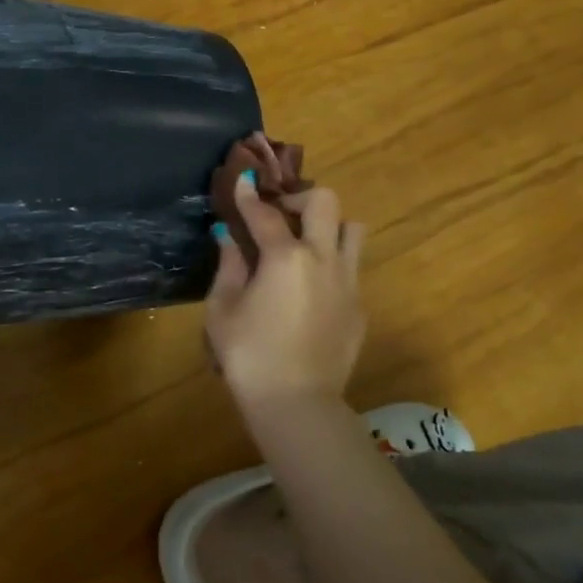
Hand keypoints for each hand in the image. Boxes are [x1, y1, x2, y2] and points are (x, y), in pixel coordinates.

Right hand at [206, 175, 365, 409]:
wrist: (298, 404)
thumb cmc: (250, 356)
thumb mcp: (223, 310)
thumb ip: (228, 266)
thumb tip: (227, 237)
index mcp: (285, 256)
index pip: (264, 212)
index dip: (248, 194)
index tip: (242, 179)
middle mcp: (323, 258)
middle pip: (325, 202)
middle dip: (299, 198)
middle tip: (279, 214)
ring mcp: (348, 282)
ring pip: (353, 230)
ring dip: (328, 226)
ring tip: (305, 243)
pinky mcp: (360, 307)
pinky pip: (352, 268)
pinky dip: (332, 264)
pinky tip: (311, 288)